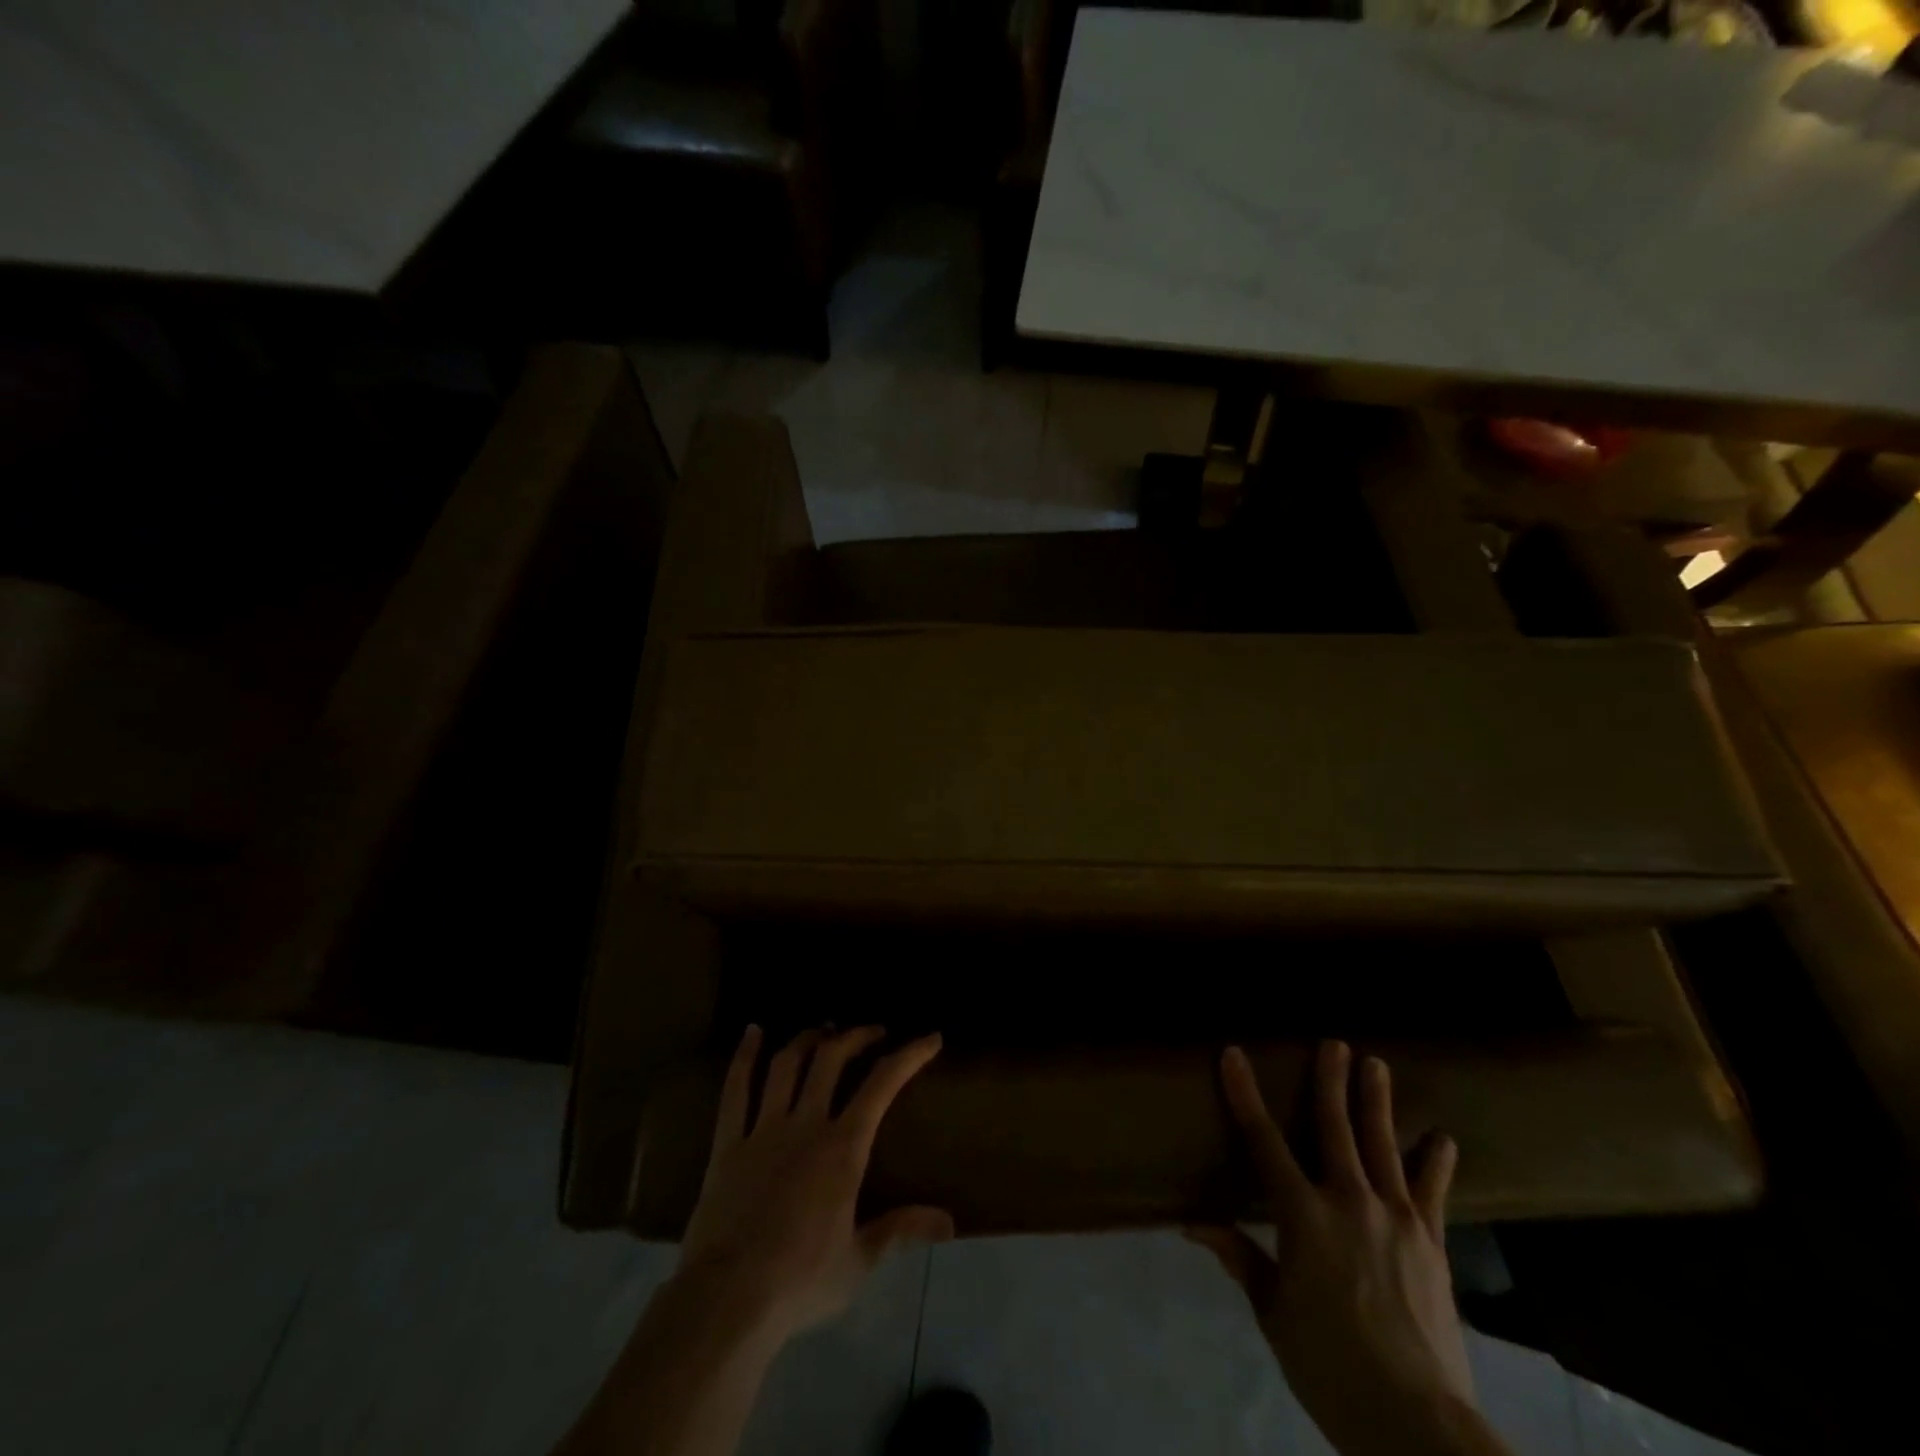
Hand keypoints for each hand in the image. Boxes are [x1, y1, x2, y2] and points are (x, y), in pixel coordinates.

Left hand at [677, 1025, 953, 1343]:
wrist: (727, 1300)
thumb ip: (901, 1230)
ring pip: (787, 1065)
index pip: (882, 1085)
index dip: (909, 1055)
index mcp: (843, 1149)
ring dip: (808, 1039)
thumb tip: (950, 1222)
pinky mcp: (727, 1143)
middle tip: (873, 1032)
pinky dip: (744, 1056)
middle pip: (831, 1059)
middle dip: (856, 1036)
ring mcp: (763, 1129)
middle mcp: (805, 1125)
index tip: (930, 1038)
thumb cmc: (800, 1282)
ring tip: (823, 1031)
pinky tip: (753, 1032)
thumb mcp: (859, 1261)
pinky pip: (735, 1089)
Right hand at [1187, 1042, 1480, 1455]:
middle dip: (1331, 1081)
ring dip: (1378, 1102)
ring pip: (1383, 1146)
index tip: (1234, 1055)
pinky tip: (1442, 1139)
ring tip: (1376, 1065)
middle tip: (1334, 1042)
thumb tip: (1193, 1224)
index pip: (1264, 1141)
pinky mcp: (1433, 1245)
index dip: (1245, 1095)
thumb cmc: (1330, 1366)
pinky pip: (1433, 1194)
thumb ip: (1241, 1258)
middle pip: (1337, 1128)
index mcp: (1303, 1217)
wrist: (1417, 1423)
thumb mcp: (1274, 1314)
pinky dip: (1435, 1163)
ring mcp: (1397, 1220)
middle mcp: (1349, 1202)